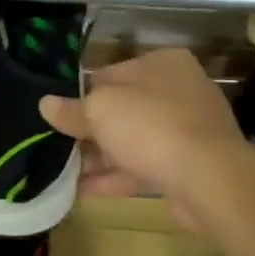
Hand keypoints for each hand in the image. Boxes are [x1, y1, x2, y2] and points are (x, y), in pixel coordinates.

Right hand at [39, 49, 245, 233]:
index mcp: (162, 64)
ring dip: (98, 157)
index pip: (110, 74)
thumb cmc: (151, 127)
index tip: (57, 115)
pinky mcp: (187, 168)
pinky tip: (81, 191)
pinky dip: (114, 178)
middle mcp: (178, 92)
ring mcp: (186, 132)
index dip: (80, 95)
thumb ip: (72, 109)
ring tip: (62, 172)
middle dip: (89, 131)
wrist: (209, 180)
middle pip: (122, 110)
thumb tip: (45, 104)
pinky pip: (142, 169)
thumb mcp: (100, 110)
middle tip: (56, 146)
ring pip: (131, 142)